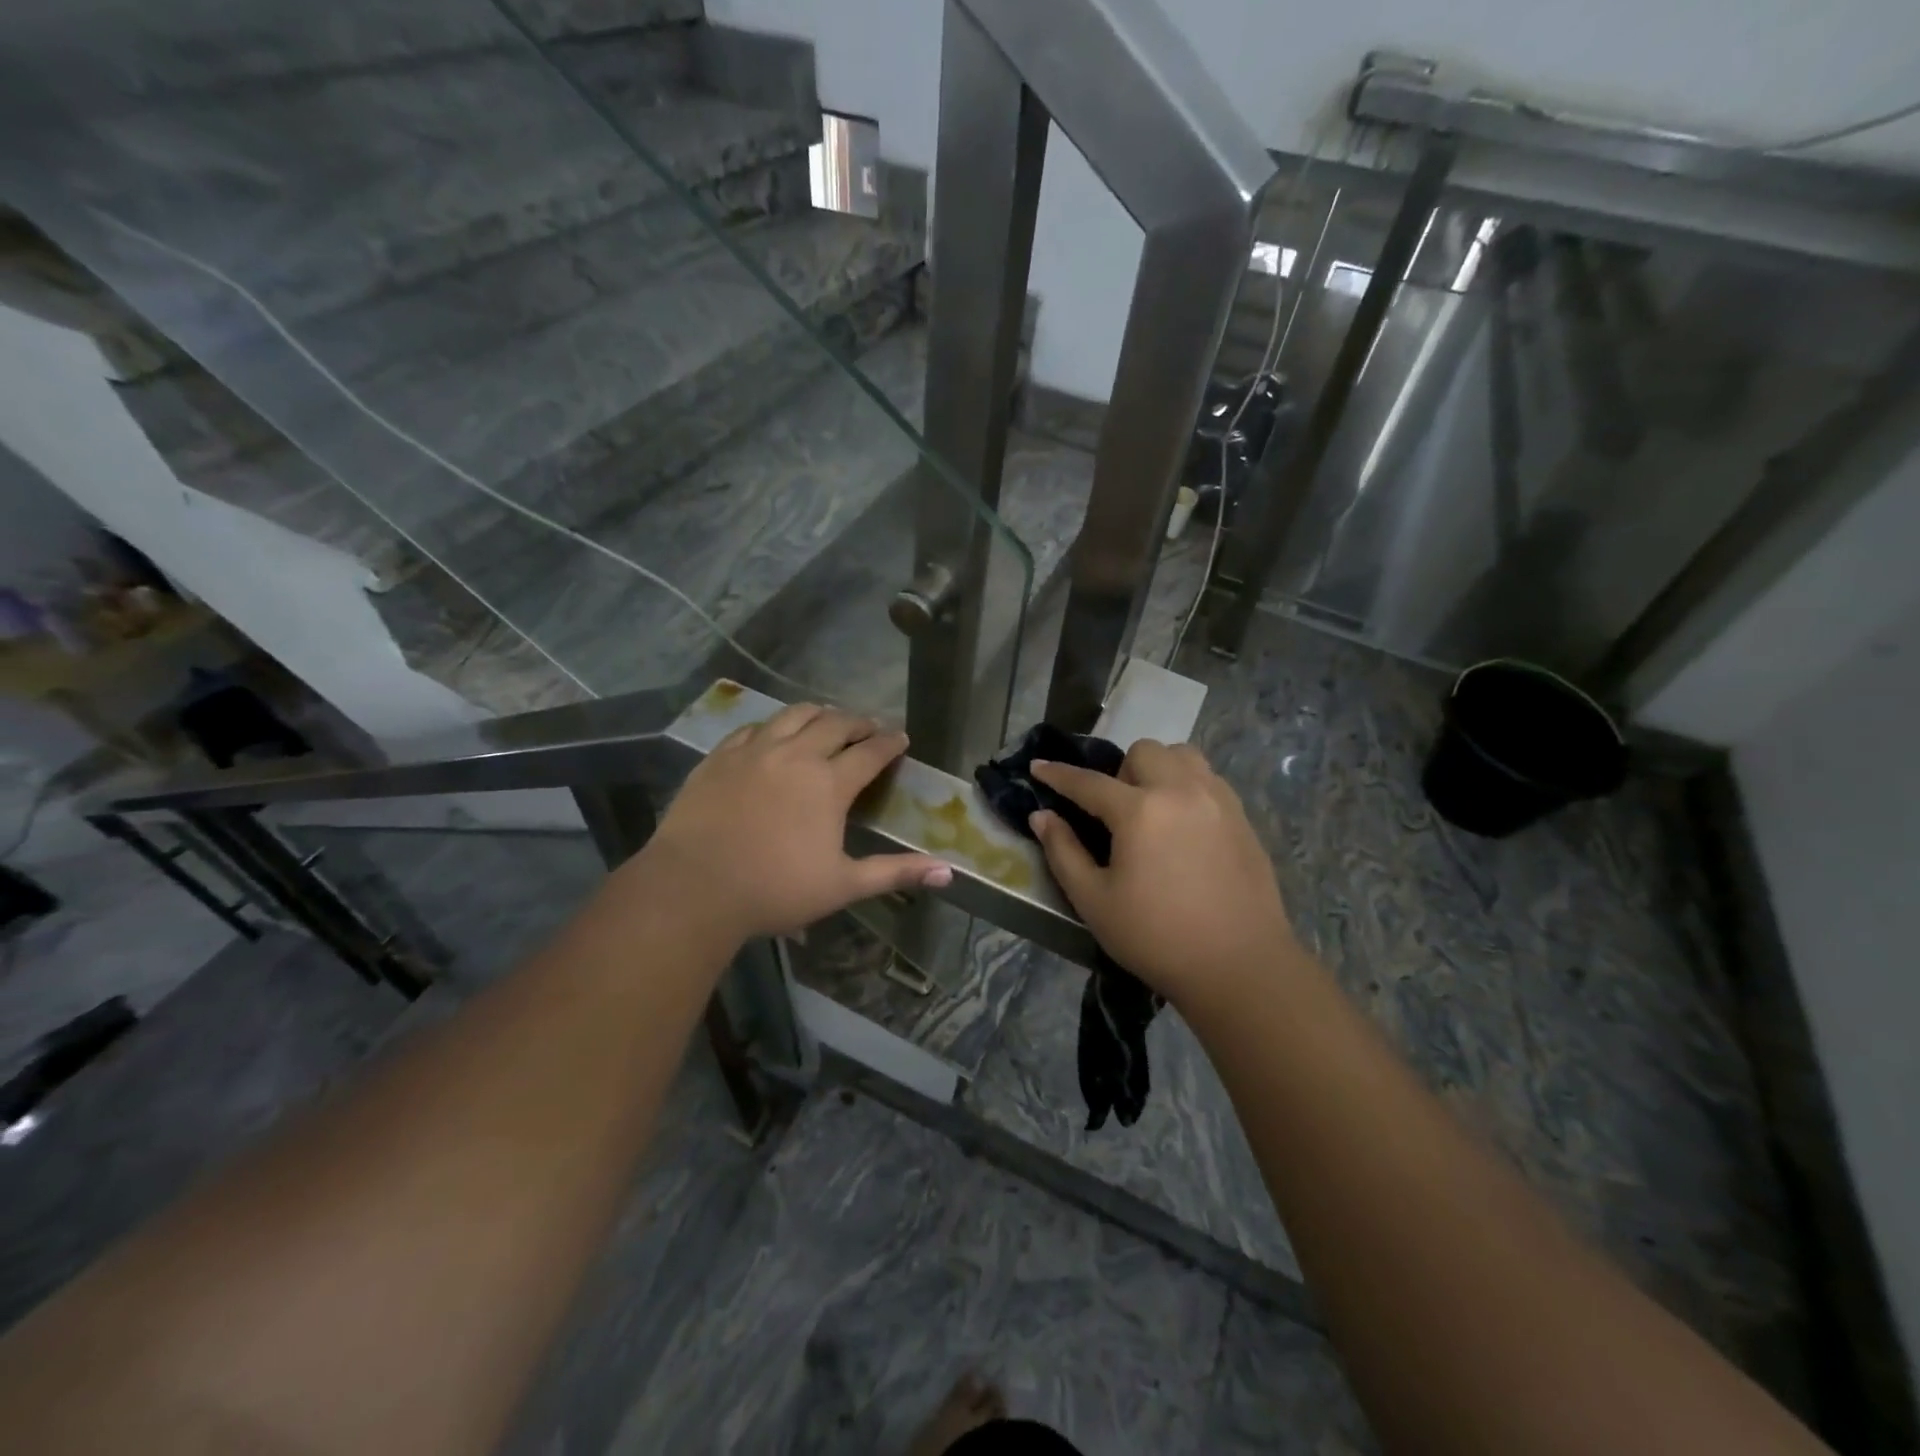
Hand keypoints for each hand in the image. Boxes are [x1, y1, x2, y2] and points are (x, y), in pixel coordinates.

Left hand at [634, 704, 951, 940]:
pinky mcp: (720, 756)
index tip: (901, 738)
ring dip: (819, 713)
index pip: (870, 751)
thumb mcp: (843, 885)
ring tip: (828, 717)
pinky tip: (774, 732)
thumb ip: (895, 873)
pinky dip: (774, 725)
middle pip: (835, 723)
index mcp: (829, 783)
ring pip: (794, 714)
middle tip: (869, 727)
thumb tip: (948, 873)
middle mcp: (796, 755)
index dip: (890, 742)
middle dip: (858, 722)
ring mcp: (754, 750)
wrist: (693, 888)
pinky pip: (754, 727)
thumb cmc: (775, 890)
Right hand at [1029, 741, 1302, 1010]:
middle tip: (1115, 811)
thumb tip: (1042, 816)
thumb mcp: (1094, 901)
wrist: (1240, 967)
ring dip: (1159, 769)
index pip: (1088, 782)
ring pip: (1183, 755)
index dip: (1058, 774)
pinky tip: (1183, 823)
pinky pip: (1209, 778)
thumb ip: (1063, 852)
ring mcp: (1218, 800)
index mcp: (1140, 811)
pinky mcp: (1242, 817)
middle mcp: (1181, 791)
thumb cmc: (1157, 938)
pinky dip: (1188, 785)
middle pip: (1143, 752)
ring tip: (1153, 808)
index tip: (1038, 766)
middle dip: (1119, 772)